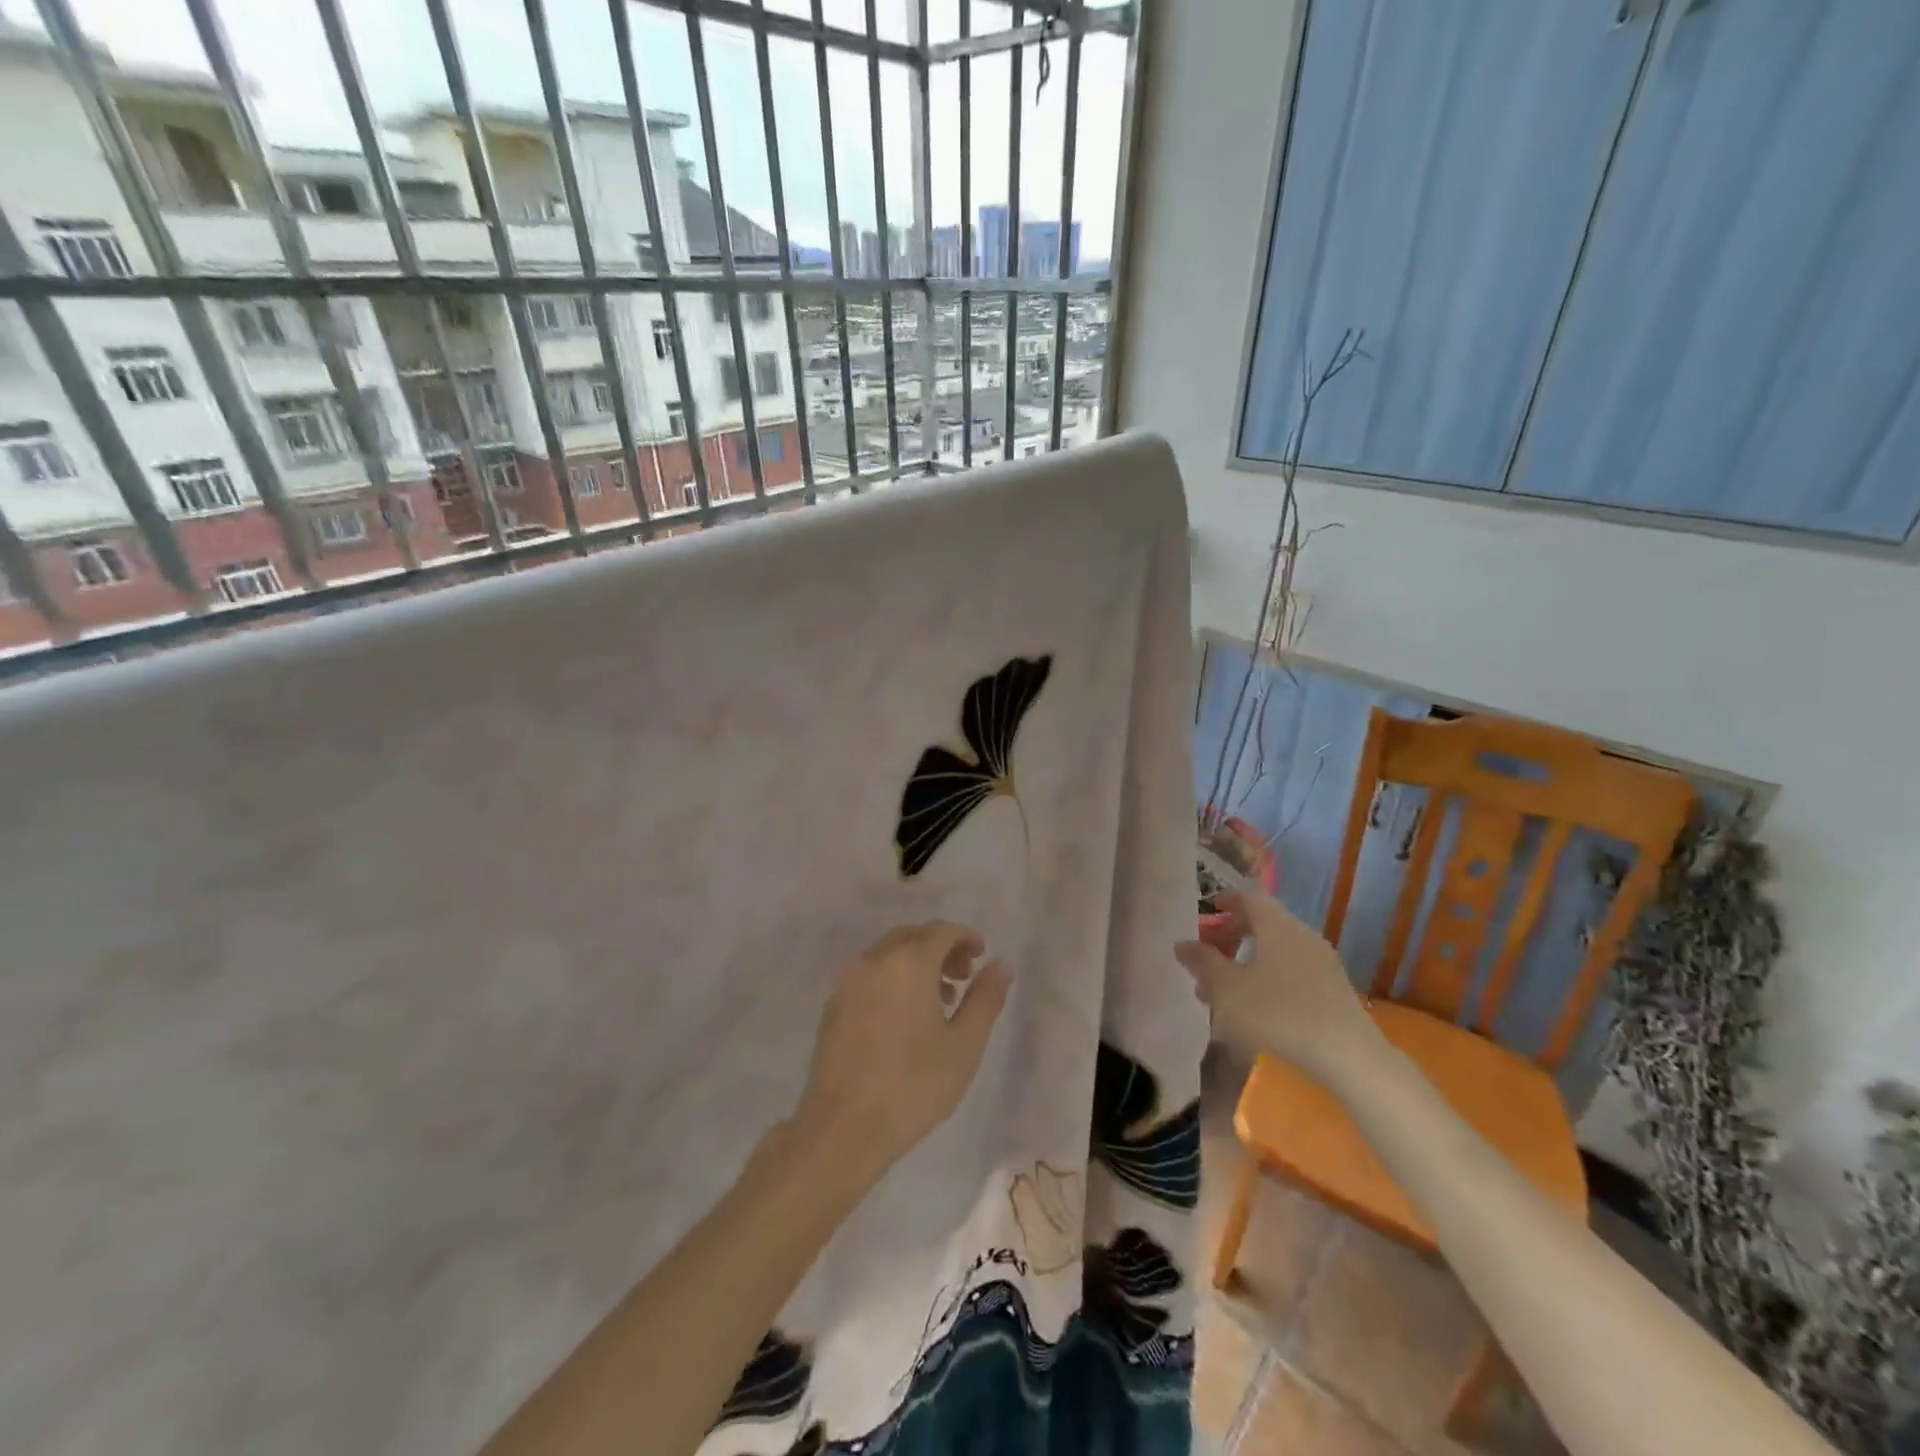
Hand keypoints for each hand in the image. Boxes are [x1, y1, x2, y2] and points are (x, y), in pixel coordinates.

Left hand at [792, 921, 1011, 1183]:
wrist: (843, 1129)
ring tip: (940, 1001)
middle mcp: (873, 960)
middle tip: (963, 978)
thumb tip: (1001, 964)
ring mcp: (848, 982)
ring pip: (888, 954)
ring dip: (917, 963)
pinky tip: (905, 1017)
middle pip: (913, 936)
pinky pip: (870, 974)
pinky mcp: (833, 1006)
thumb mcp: (964, 1044)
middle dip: (941, 949)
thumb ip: (985, 998)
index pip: (940, 930)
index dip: (965, 937)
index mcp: (907, 962)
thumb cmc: (913, 1085)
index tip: (981, 958)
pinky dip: (893, 978)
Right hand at [1175, 889, 1380, 1084]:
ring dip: (1248, 960)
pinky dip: (1268, 976)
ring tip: (1224, 988)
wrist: (1348, 1056)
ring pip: (1276, 950)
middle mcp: (1302, 935)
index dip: (1226, 900)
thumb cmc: (1279, 1013)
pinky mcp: (1333, 989)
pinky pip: (1292, 970)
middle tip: (1208, 952)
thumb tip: (1183, 944)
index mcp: (1277, 925)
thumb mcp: (1227, 989)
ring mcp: (1322, 962)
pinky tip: (1256, 1006)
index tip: (1208, 911)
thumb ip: (1202, 962)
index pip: (1249, 897)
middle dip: (1232, 934)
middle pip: (1263, 923)